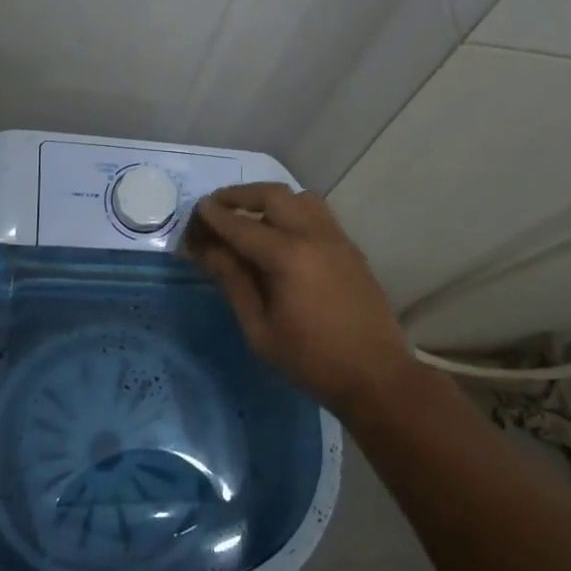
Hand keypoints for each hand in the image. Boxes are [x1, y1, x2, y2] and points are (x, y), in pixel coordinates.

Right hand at [182, 183, 414, 416]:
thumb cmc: (310, 360)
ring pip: (299, 197)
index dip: (214, 217)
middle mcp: (313, 234)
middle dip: (239, 196)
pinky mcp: (349, 246)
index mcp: (288, 256)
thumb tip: (207, 251)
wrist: (375, 375)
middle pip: (272, 195)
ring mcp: (336, 237)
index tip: (196, 212)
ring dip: (269, 199)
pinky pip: (317, 212)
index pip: (241, 225)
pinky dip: (293, 210)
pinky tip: (282, 233)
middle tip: (217, 207)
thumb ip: (233, 282)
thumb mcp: (260, 329)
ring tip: (249, 216)